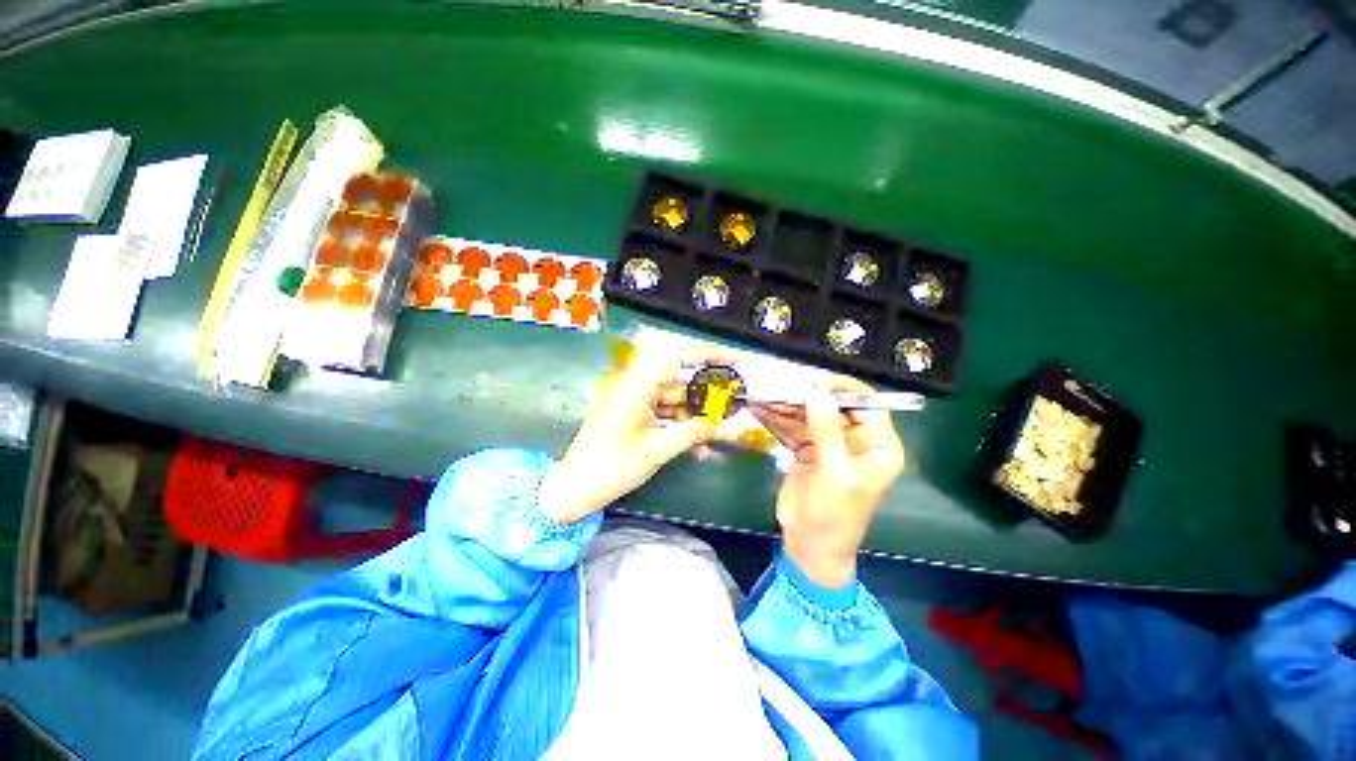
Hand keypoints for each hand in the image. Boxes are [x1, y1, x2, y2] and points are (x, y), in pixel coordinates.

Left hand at [537, 343, 732, 523]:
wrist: (575, 487)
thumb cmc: (613, 466)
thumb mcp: (659, 449)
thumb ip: (696, 433)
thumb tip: (730, 427)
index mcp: (635, 386)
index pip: (674, 357)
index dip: (705, 354)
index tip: (732, 360)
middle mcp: (633, 385)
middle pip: (678, 383)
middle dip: (703, 400)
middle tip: (728, 412)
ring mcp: (632, 399)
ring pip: (673, 400)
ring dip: (692, 419)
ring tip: (711, 440)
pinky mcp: (631, 411)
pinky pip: (662, 411)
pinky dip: (678, 425)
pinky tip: (695, 447)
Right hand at [750, 377, 905, 587]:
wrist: (809, 546)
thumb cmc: (833, 515)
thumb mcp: (833, 473)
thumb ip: (827, 431)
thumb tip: (818, 393)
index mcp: (877, 446)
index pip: (867, 405)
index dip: (842, 389)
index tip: (814, 381)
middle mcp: (856, 440)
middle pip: (832, 407)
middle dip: (805, 397)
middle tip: (778, 387)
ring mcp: (830, 444)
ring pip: (809, 415)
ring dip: (786, 406)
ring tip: (763, 395)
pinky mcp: (808, 450)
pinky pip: (794, 428)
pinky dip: (777, 419)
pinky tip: (760, 409)